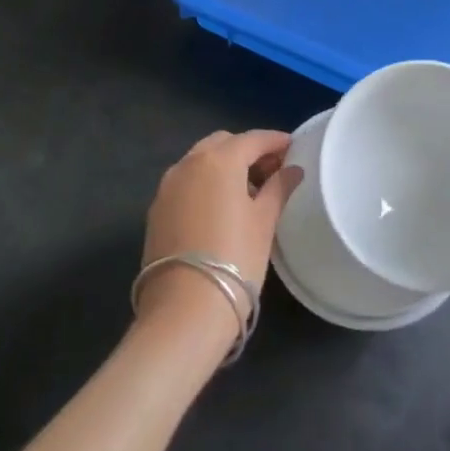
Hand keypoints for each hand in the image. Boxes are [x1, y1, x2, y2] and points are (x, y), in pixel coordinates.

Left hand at [137, 130, 302, 338]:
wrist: (183, 311)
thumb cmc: (235, 259)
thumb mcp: (264, 222)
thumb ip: (278, 188)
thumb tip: (292, 170)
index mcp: (219, 160)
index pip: (253, 139)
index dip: (275, 141)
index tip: (293, 147)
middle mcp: (188, 163)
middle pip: (223, 144)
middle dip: (247, 151)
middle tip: (271, 171)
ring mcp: (168, 186)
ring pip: (201, 161)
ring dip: (224, 166)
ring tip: (248, 191)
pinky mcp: (156, 210)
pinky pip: (186, 182)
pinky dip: (205, 183)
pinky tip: (221, 208)